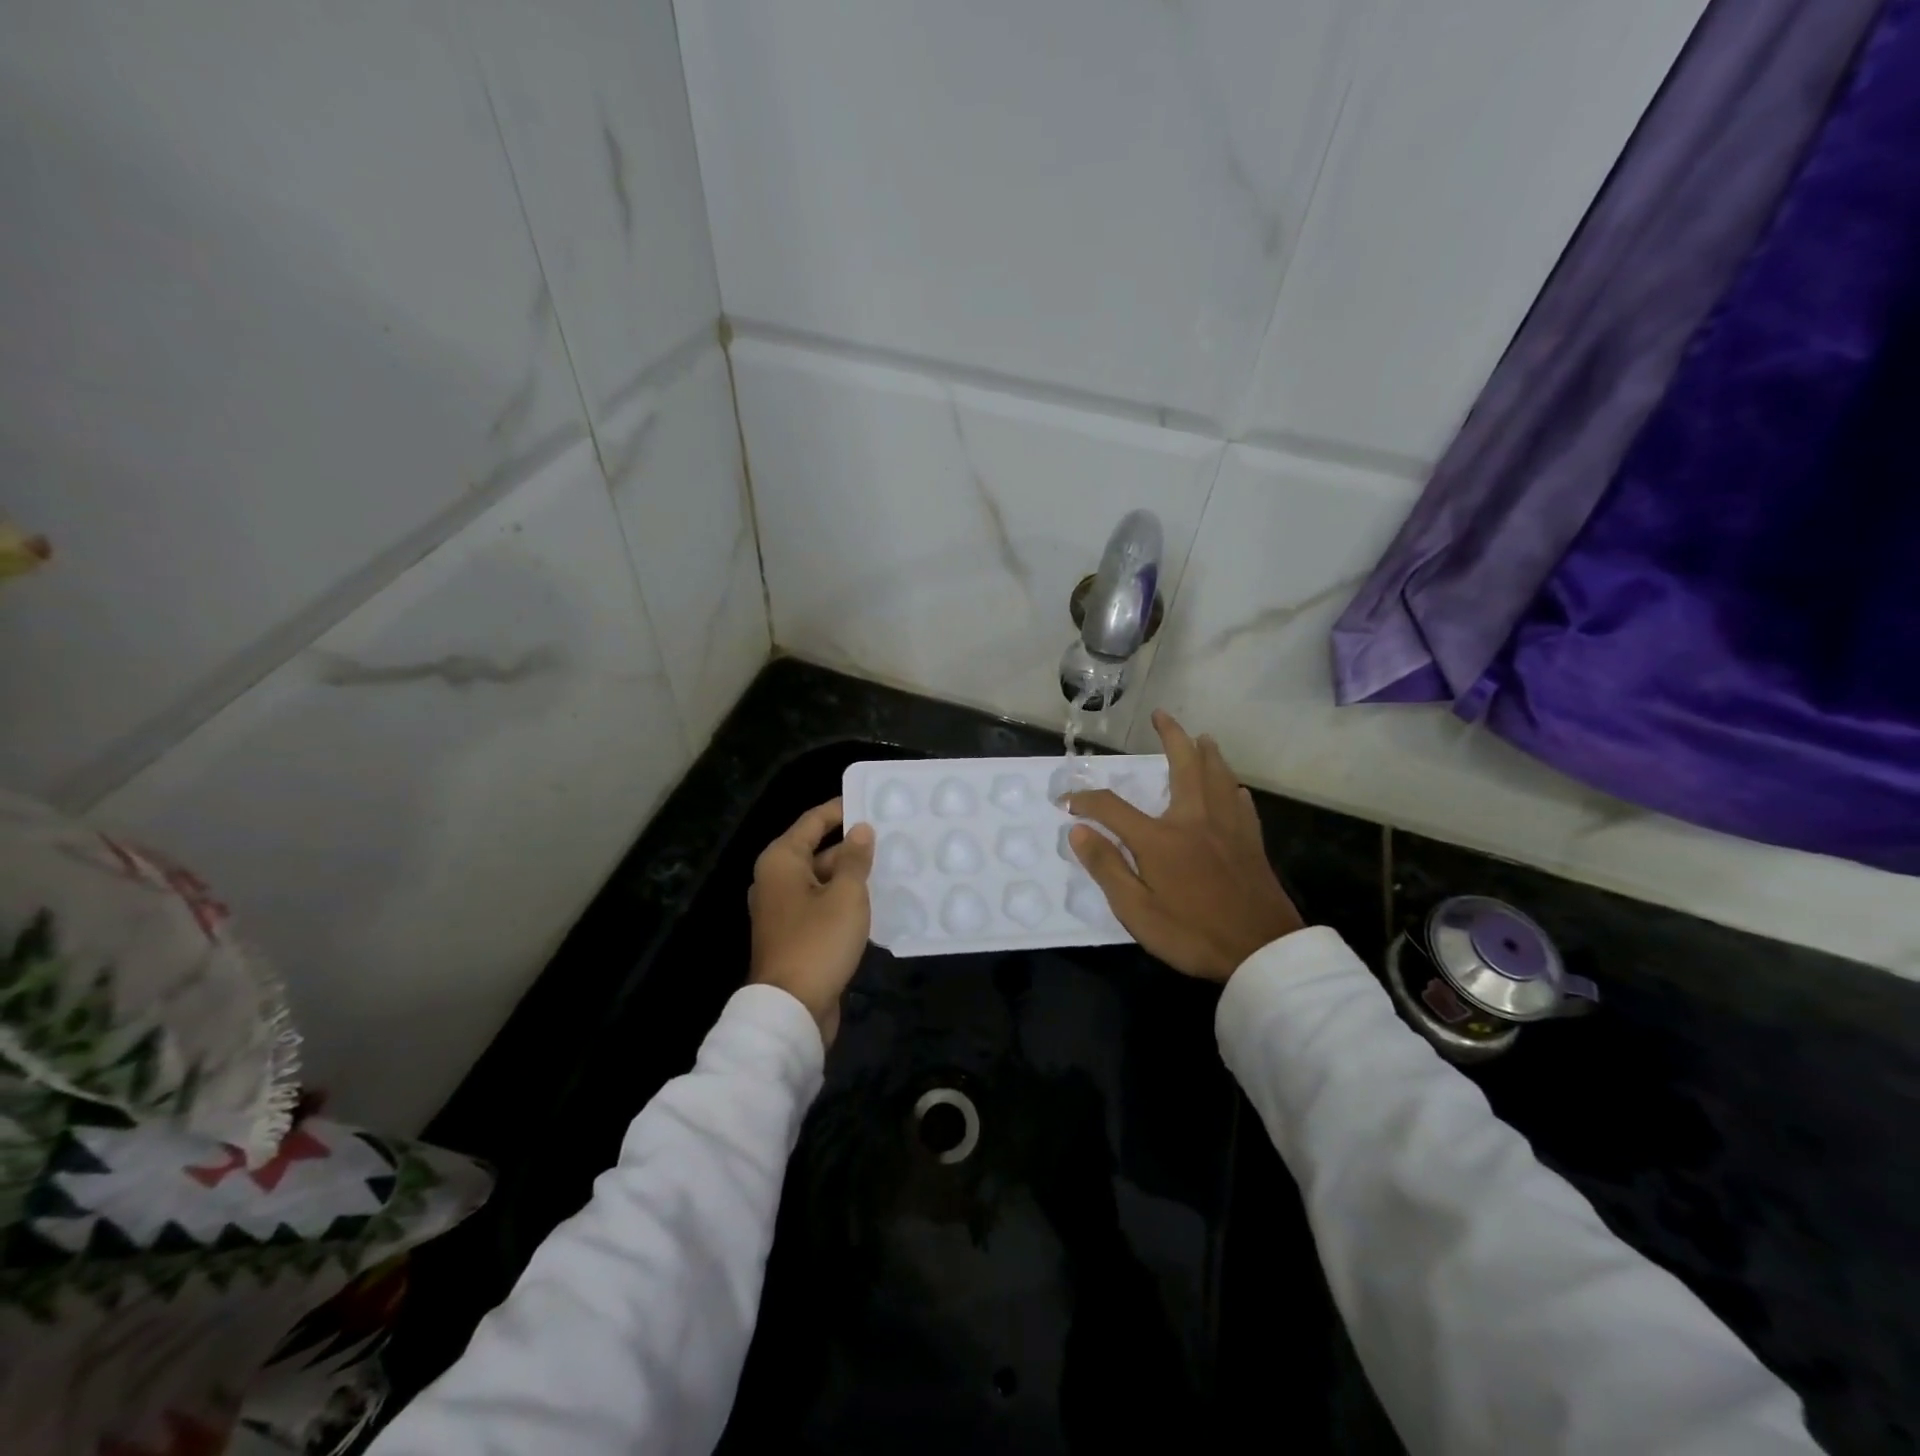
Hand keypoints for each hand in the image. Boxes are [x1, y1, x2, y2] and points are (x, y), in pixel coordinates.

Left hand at [749, 798, 875, 1045]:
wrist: (791, 1008)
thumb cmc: (818, 941)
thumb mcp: (846, 895)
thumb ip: (855, 859)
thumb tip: (861, 829)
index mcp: (781, 861)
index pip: (813, 821)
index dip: (841, 809)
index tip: (871, 802)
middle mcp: (775, 880)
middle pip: (817, 851)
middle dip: (852, 847)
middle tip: (891, 839)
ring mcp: (782, 910)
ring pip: (821, 881)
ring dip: (851, 876)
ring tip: (891, 868)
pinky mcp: (793, 935)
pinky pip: (821, 906)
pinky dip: (843, 901)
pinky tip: (874, 903)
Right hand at [1068, 711, 1302, 982]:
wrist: (1262, 952)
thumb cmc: (1192, 934)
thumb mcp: (1137, 911)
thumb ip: (1107, 867)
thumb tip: (1078, 830)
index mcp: (1161, 838)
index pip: (1112, 807)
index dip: (1084, 801)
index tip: (1065, 802)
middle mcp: (1195, 820)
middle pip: (1184, 766)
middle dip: (1171, 737)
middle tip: (1161, 716)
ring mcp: (1228, 829)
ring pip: (1219, 777)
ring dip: (1208, 753)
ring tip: (1203, 737)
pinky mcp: (1251, 844)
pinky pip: (1242, 805)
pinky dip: (1234, 789)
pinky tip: (1235, 789)